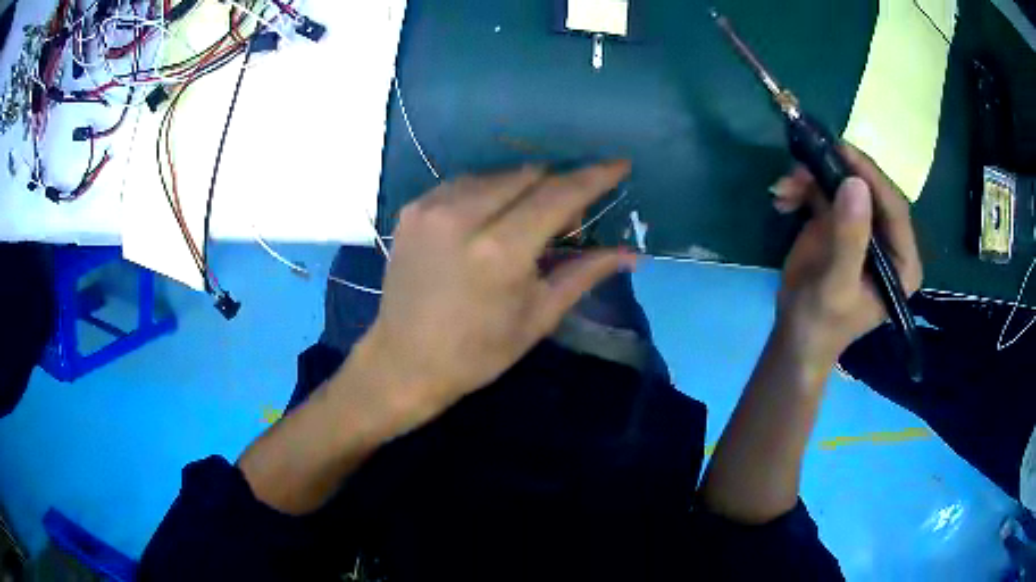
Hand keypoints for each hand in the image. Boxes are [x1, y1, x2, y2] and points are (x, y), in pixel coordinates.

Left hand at [354, 162, 636, 428]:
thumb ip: (585, 273)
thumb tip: (632, 253)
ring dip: (522, 187)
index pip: (558, 195)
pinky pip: (463, 183)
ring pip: (496, 174)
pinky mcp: (412, 209)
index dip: (594, 177)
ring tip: (527, 220)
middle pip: (528, 174)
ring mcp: (431, 207)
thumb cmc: (478, 352)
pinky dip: (487, 192)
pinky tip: (490, 219)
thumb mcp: (539, 316)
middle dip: (557, 185)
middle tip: (567, 217)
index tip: (619, 164)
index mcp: (500, 250)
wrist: (404, 361)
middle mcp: (462, 215)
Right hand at [769, 145, 921, 364]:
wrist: (795, 335)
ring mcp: (864, 228)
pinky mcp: (841, 221)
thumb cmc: (821, 323)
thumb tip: (855, 184)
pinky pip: (825, 190)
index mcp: (902, 262)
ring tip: (785, 187)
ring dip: (812, 179)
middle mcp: (889, 240)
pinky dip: (802, 188)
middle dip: (837, 174)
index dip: (871, 178)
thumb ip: (849, 239)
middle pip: (870, 190)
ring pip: (844, 184)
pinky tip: (782, 198)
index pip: (895, 209)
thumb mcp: (836, 286)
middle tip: (806, 162)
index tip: (842, 152)